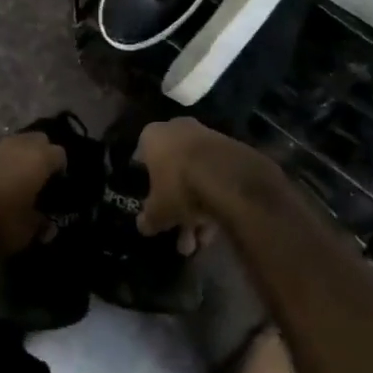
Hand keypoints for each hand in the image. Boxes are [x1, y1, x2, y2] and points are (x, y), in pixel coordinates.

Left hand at [0, 133, 64, 258]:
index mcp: (37, 159)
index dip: (60, 167)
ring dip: (9, 157)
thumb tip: (46, 223)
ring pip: (6, 144)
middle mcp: (14, 145)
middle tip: (34, 176)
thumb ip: (40, 223)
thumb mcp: (28, 232)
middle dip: (37, 153)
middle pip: (34, 139)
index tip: (57, 182)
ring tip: (5, 179)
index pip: (59, 153)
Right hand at [134, 117, 263, 254]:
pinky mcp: (230, 149)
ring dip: (196, 211)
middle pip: (172, 172)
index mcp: (152, 136)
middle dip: (175, 207)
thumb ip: (148, 218)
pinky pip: (214, 178)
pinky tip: (214, 231)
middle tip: (178, 236)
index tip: (150, 209)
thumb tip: (144, 225)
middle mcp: (177, 129)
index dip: (145, 188)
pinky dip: (213, 201)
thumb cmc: (179, 187)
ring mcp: (206, 137)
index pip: (141, 161)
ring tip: (199, 243)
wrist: (227, 176)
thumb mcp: (157, 212)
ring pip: (195, 177)